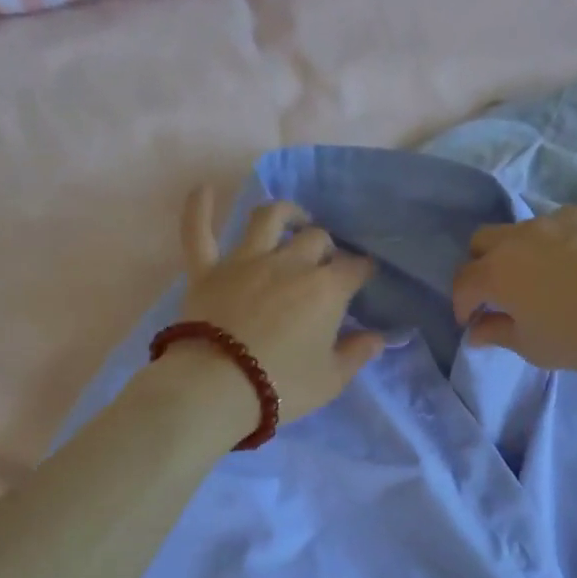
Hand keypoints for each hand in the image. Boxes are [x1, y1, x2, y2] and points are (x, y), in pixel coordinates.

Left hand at [155, 188, 386, 438]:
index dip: (362, 271)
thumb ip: (356, 354)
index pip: (355, 268)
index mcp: (326, 289)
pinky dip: (198, 209)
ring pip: (268, 219)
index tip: (363, 278)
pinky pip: (199, 231)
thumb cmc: (282, 386)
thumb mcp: (331, 380)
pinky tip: (202, 189)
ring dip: (285, 213)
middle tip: (326, 263)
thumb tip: (378, 338)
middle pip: (316, 239)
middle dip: (326, 247)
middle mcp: (289, 263)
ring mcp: (245, 261)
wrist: (217, 388)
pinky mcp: (207, 270)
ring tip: (293, 218)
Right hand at [451, 202, 576, 372]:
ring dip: (527, 251)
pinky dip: (568, 241)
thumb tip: (476, 330)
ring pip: (528, 229)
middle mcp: (522, 235)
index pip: (463, 282)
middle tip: (503, 291)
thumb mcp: (536, 348)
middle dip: (483, 265)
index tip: (473, 320)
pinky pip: (570, 223)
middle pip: (484, 241)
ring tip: (552, 275)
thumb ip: (498, 334)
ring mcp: (561, 216)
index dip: (462, 304)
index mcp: (499, 271)